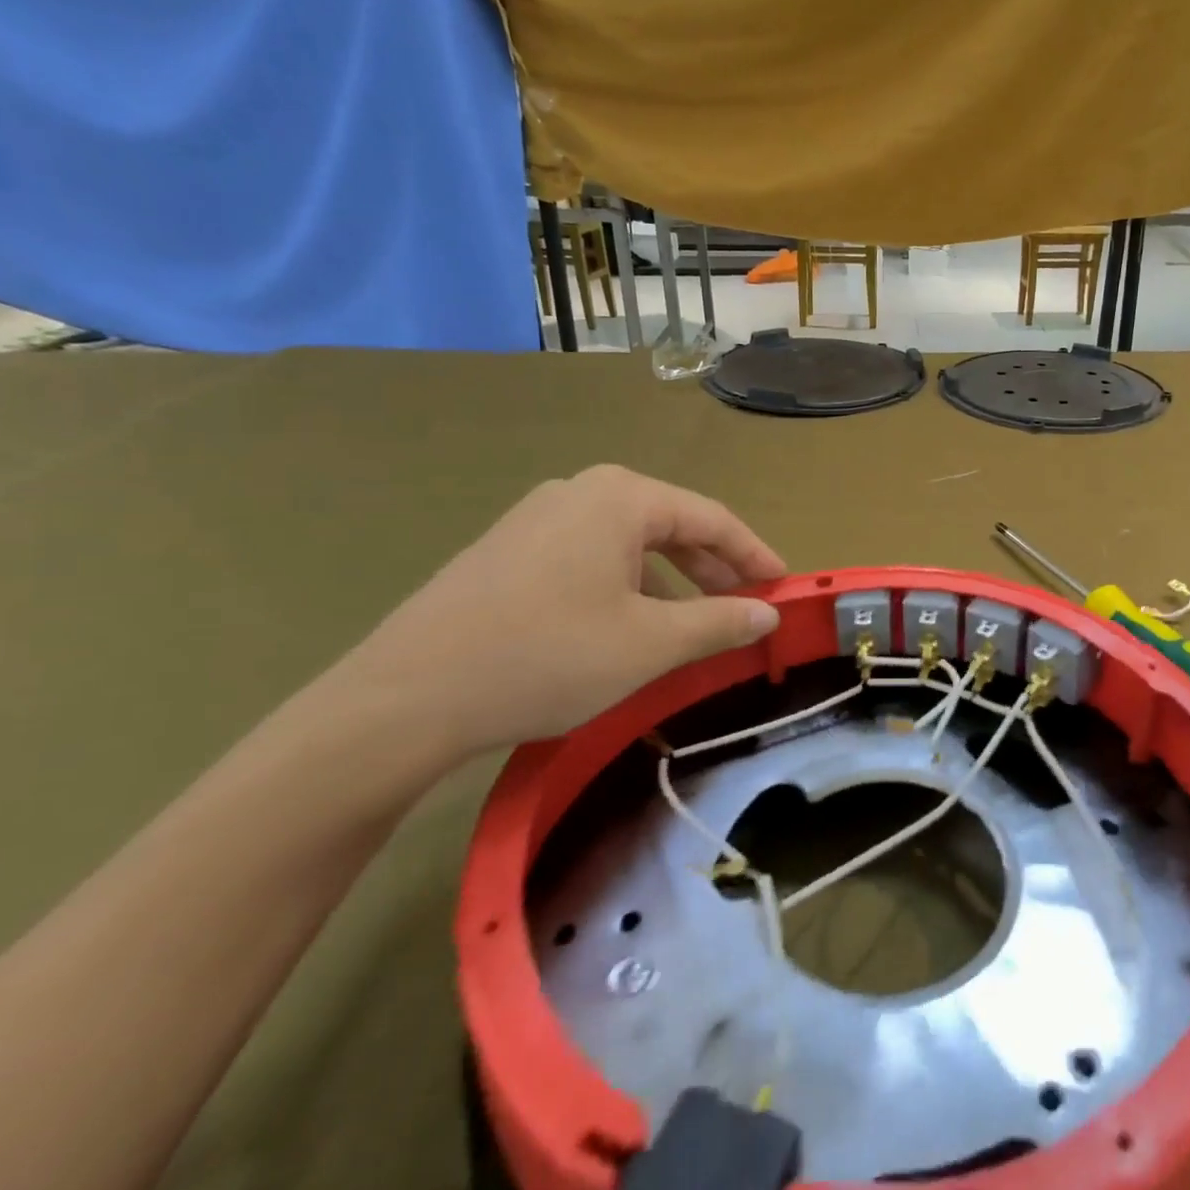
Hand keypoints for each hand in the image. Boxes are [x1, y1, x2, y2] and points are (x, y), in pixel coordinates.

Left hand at [326, 467, 784, 762]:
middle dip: (715, 568)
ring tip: (693, 625)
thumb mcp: (650, 644)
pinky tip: (629, 627)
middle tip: (747, 608)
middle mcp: (580, 492)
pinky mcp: (508, 551)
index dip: (755, 555)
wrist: (404, 698)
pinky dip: (627, 587)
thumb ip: (720, 622)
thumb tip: (769, 614)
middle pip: (671, 525)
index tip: (785, 587)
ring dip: (672, 581)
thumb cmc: (547, 657)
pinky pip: (590, 558)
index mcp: (620, 497)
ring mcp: (537, 518)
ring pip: (629, 544)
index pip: (712, 518)